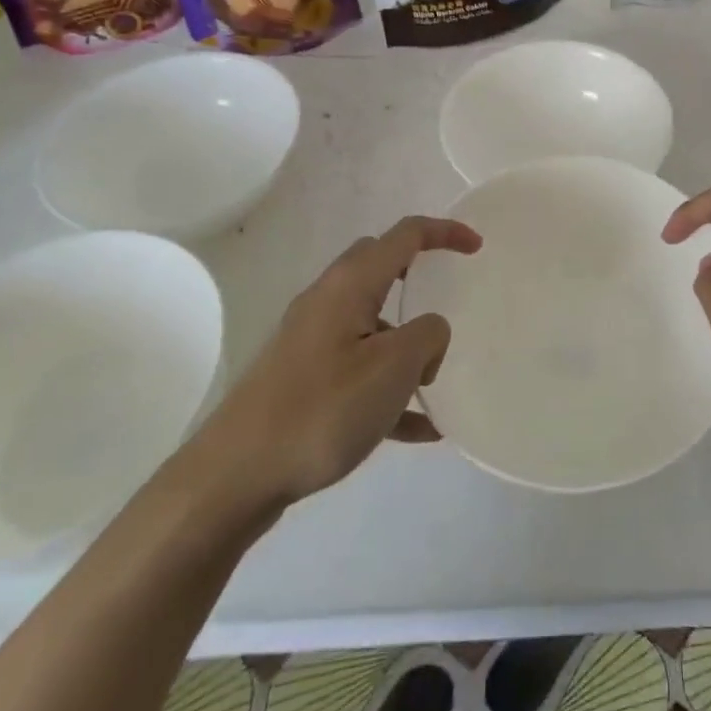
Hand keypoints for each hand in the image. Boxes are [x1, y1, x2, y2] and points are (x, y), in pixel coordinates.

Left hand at [184, 216, 480, 526]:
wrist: (232, 478)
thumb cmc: (321, 410)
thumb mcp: (393, 368)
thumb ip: (428, 336)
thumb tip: (428, 332)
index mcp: (350, 284)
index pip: (405, 235)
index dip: (445, 233)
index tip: (477, 248)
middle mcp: (328, 301)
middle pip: (381, 266)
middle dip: (419, 275)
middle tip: (448, 297)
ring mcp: (311, 341)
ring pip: (371, 322)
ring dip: (406, 343)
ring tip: (435, 385)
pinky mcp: (302, 379)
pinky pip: (358, 369)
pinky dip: (389, 386)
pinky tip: (417, 431)